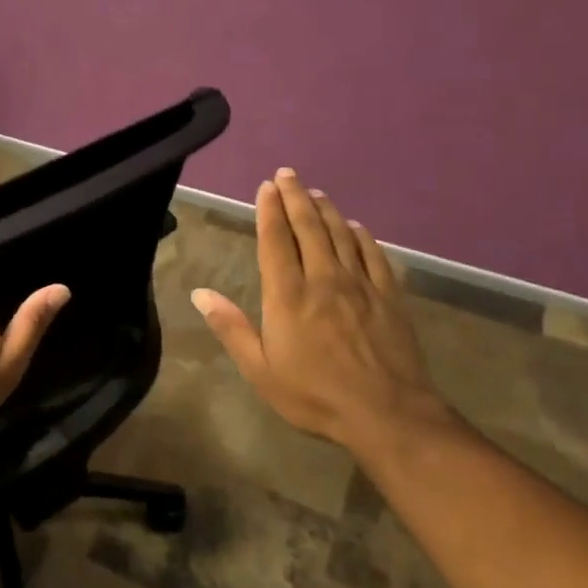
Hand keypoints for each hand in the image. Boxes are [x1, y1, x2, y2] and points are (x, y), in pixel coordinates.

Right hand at [191, 169, 448, 455]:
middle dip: (295, 197)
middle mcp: (323, 279)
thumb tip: (199, 293)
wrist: (387, 414)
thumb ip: (231, 328)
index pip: (275, 241)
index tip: (266, 187)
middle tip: (288, 174)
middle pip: (307, 227)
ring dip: (326, 209)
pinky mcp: (388, 296)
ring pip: (340, 234)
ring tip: (315, 192)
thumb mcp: (260, 370)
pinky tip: (355, 227)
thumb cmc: (315, 395)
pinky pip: (373, 254)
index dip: (269, 211)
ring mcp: (359, 284)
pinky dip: (361, 235)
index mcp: (287, 295)